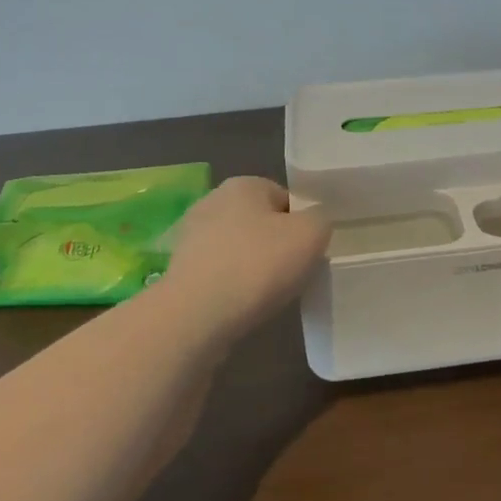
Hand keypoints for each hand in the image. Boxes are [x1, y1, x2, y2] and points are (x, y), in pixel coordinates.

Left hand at [161, 177, 330, 333]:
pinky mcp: (180, 271)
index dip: (302, 224)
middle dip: (277, 245)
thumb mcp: (311, 234)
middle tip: (293, 273)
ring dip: (254, 267)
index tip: (309, 251)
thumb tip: (313, 223)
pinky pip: (219, 273)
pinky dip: (232, 286)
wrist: (195, 316)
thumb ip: (320, 219)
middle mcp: (212, 201)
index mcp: (243, 184)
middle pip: (260, 222)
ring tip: (268, 294)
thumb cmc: (257, 265)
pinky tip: (242, 305)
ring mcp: (191, 237)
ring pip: (239, 249)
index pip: (285, 198)